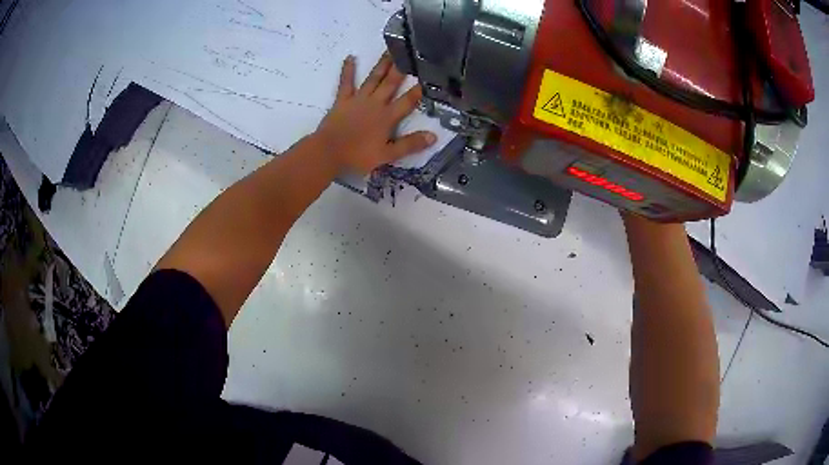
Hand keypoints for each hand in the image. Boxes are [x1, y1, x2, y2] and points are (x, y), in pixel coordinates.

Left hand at [313, 53, 436, 174]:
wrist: (328, 152)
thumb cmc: (358, 155)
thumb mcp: (387, 154)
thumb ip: (410, 145)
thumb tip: (434, 136)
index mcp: (387, 117)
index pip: (408, 101)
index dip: (419, 90)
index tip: (429, 76)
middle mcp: (375, 103)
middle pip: (391, 83)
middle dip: (402, 69)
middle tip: (409, 52)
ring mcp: (358, 99)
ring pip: (373, 78)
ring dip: (382, 64)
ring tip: (390, 50)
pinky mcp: (342, 100)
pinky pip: (346, 82)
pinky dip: (348, 70)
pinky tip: (350, 57)